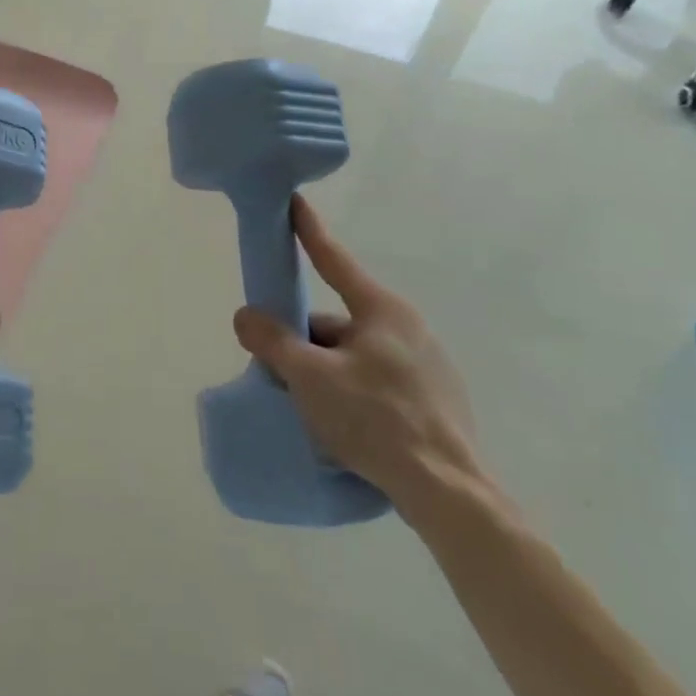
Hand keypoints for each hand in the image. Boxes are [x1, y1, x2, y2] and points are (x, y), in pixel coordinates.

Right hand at [233, 195, 481, 521]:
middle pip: (336, 321)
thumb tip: (246, 316)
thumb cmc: (376, 420)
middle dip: (303, 340)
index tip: (292, 202)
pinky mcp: (433, 399)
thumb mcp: (310, 377)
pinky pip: (374, 379)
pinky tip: (340, 423)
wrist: (449, 493)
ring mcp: (425, 364)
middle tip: (277, 370)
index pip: (333, 259)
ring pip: (353, 353)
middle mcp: (407, 327)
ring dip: (324, 369)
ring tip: (306, 407)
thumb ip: (273, 341)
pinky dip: (349, 390)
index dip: (308, 231)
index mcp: (381, 310)